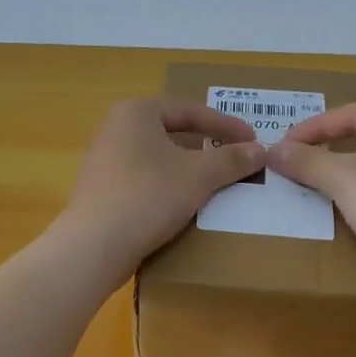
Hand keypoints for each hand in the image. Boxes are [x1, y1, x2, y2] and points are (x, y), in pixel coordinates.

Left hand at [55, 98, 265, 283]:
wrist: (95, 246)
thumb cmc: (148, 197)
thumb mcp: (198, 176)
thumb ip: (231, 159)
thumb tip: (260, 150)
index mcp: (136, 113)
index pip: (190, 110)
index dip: (226, 124)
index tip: (252, 139)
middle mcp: (116, 129)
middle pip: (173, 132)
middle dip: (207, 145)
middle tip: (236, 157)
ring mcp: (106, 161)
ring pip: (160, 158)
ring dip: (190, 168)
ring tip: (217, 181)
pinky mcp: (103, 191)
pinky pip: (146, 180)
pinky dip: (170, 186)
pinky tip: (186, 204)